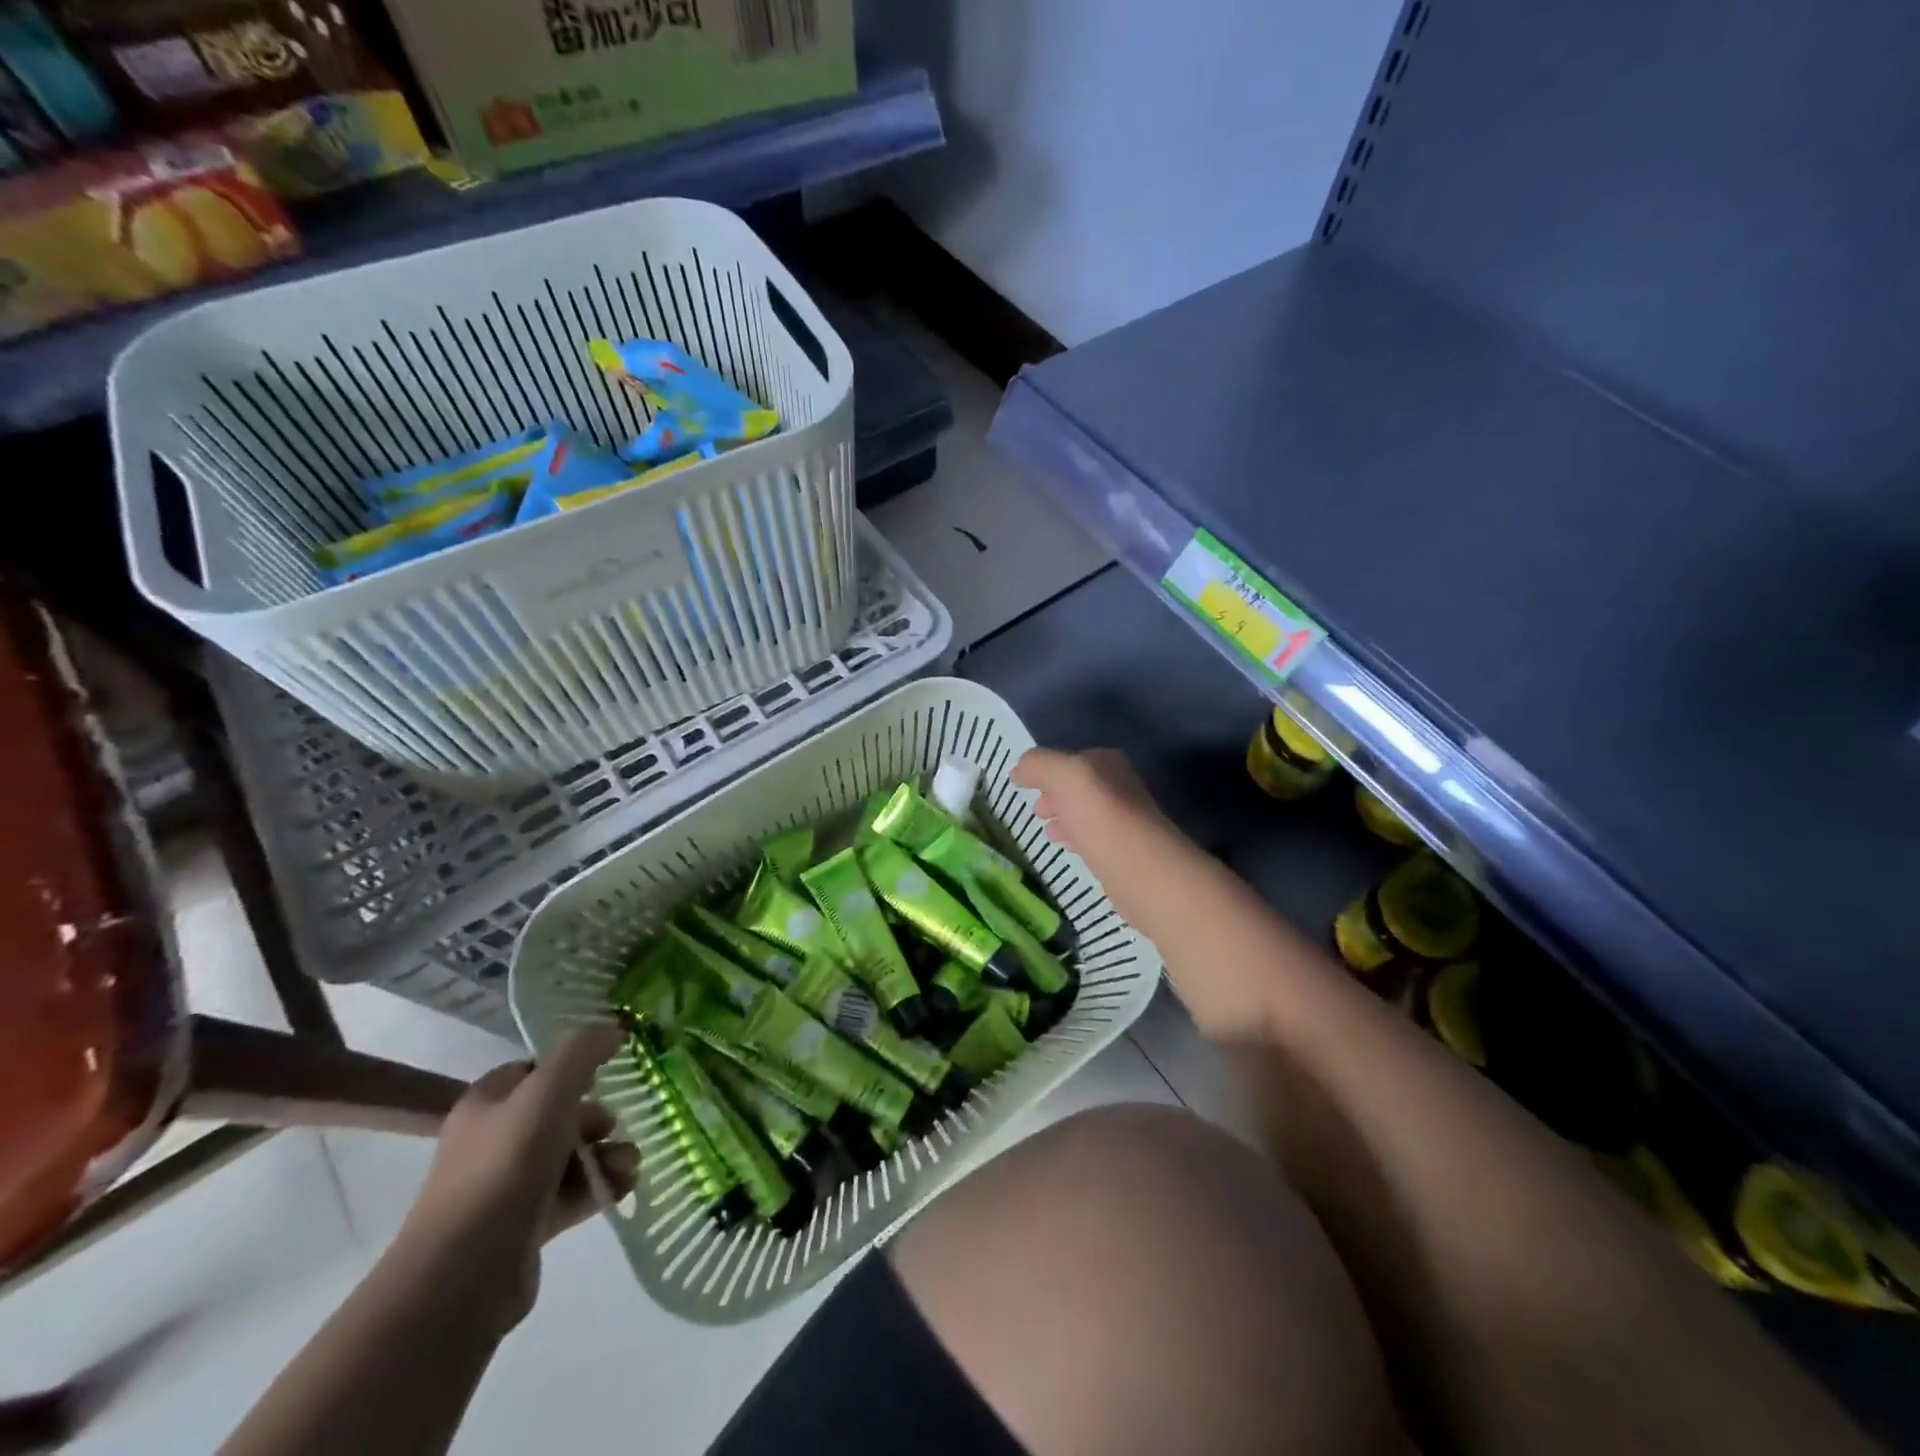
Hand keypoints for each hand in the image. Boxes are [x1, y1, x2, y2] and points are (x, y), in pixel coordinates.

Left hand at [390, 1023, 638, 1336]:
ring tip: (629, 1166)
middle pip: (557, 1114)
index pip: (535, 1070)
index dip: (572, 1066)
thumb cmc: (506, 1165)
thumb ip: (582, 1051)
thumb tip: (613, 1029)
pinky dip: (598, 1188)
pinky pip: (569, 1195)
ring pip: (568, 1156)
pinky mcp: (521, 1227)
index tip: (607, 1073)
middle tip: (618, 1126)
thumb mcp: (549, 1091)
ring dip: (605, 1155)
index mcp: (487, 1103)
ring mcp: (505, 1186)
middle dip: (597, 1119)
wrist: (465, 1272)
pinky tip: (622, 1189)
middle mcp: (491, 1140)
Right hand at [1013, 748, 1181, 927]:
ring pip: (1086, 813)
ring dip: (1065, 819)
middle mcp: (1120, 786)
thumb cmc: (1099, 816)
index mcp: (1108, 763)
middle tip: (1036, 811)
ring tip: (1046, 832)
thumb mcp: (1063, 776)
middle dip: (1055, 796)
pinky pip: (1094, 839)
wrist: (1140, 870)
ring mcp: (1125, 820)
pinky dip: (1077, 839)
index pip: (1073, 759)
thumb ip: (1038, 765)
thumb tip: (1020, 770)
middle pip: (1080, 787)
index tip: (1025, 786)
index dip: (1047, 771)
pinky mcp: (1125, 852)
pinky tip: (1067, 848)